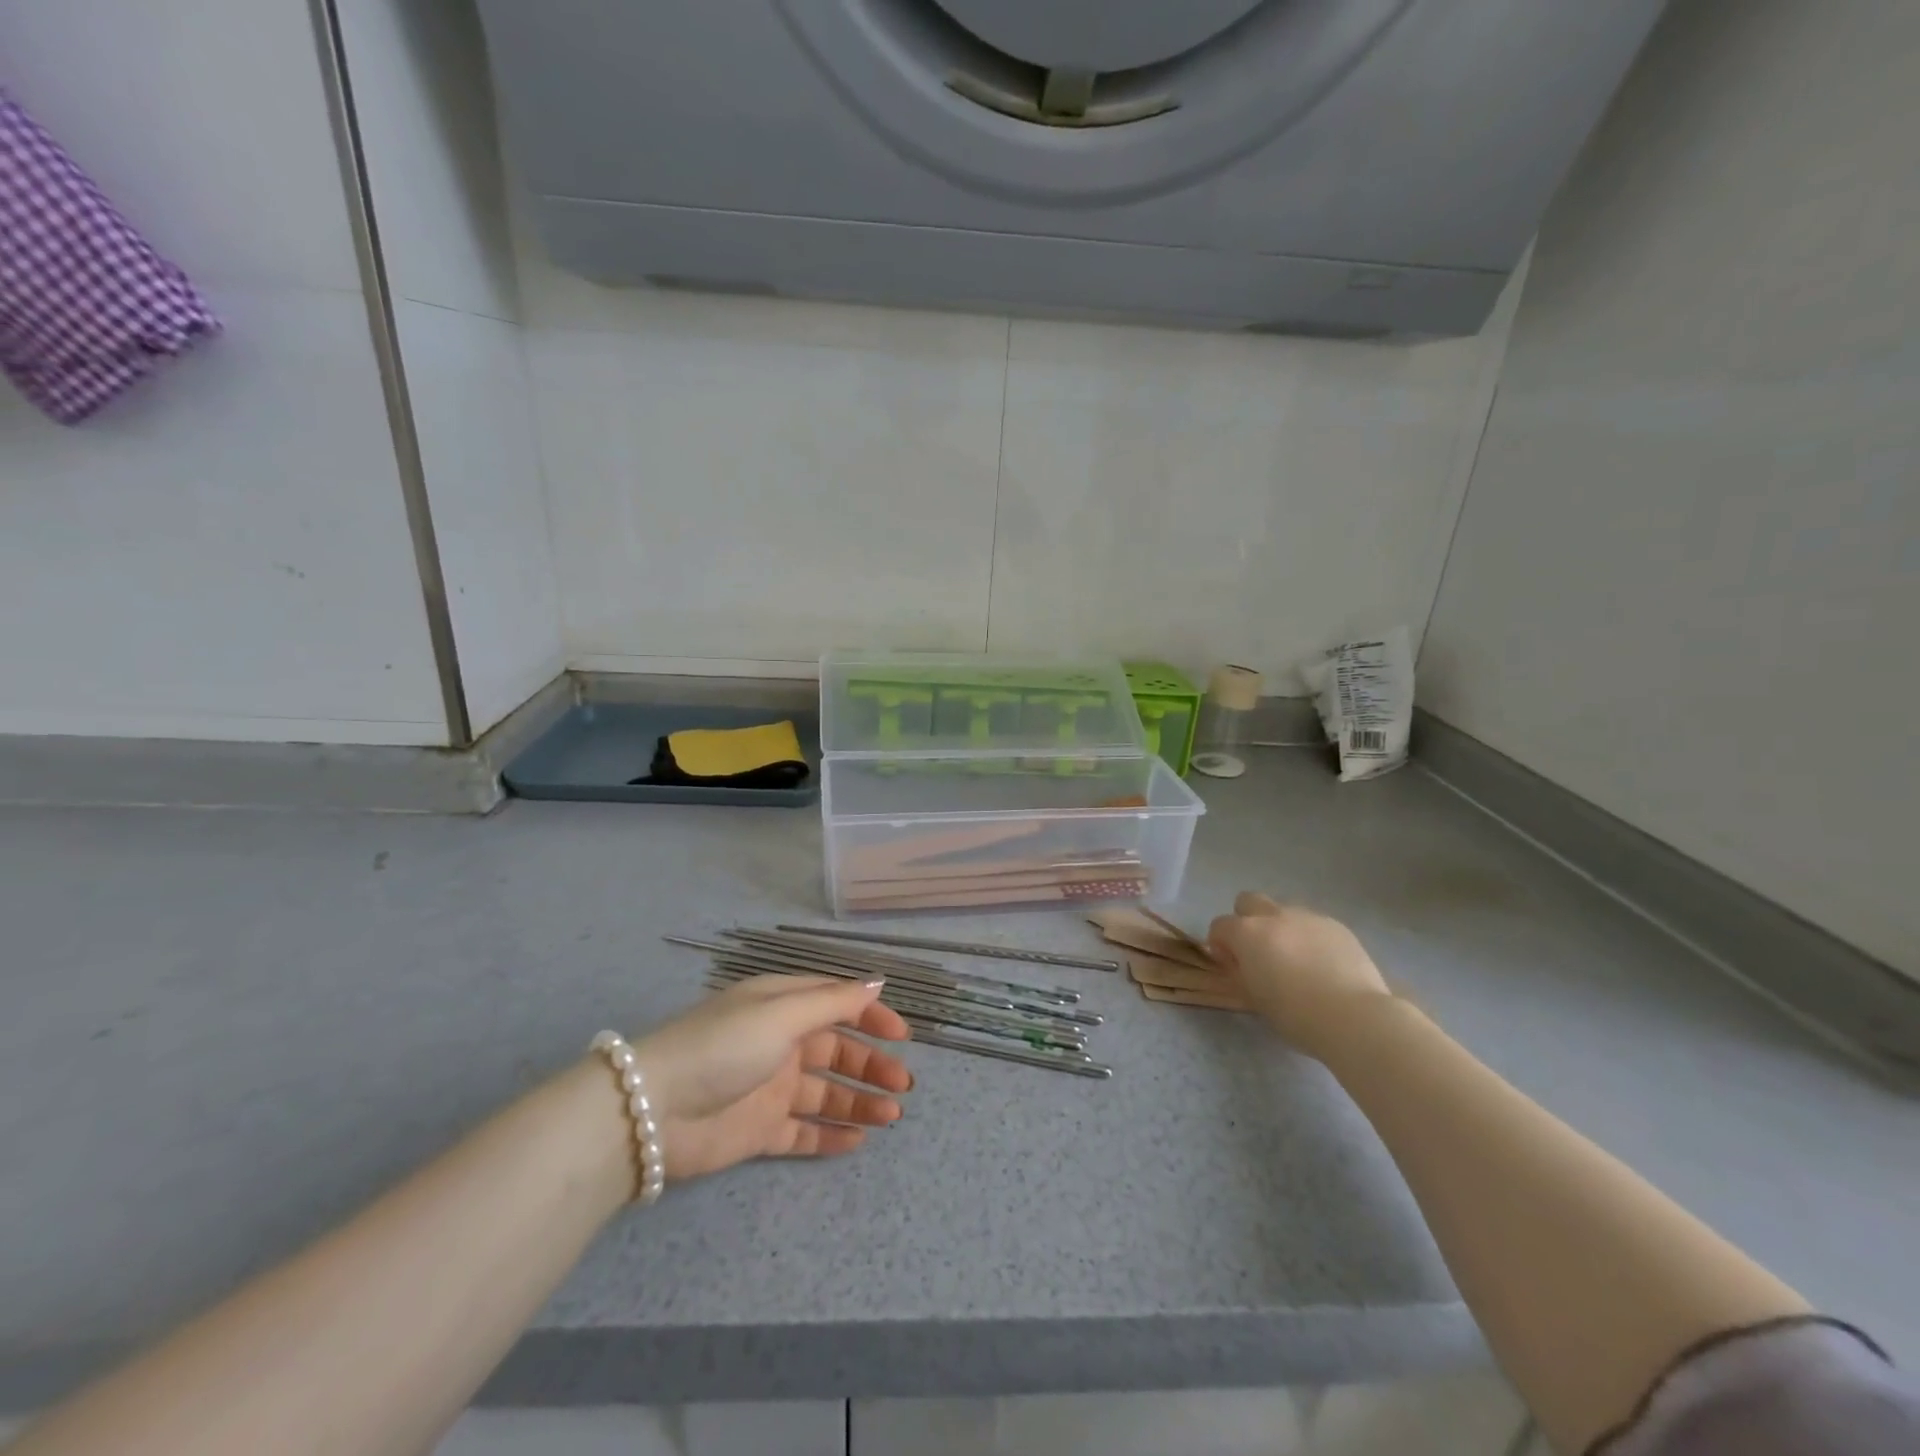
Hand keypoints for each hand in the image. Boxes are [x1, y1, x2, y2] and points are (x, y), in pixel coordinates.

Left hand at [632, 975, 911, 1180]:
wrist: (651, 1112)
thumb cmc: (723, 1047)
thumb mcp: (781, 1013)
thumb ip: (833, 1002)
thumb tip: (877, 984)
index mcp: (783, 1006)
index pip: (837, 1004)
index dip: (872, 1017)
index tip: (903, 1037)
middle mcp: (780, 1043)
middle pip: (837, 1051)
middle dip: (872, 1065)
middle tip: (903, 1086)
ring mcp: (770, 1088)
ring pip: (826, 1093)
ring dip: (859, 1102)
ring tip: (891, 1117)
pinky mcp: (759, 1130)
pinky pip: (803, 1132)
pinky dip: (830, 1136)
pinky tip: (858, 1142)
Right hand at [1208, 893, 1395, 1059]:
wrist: (1354, 1017)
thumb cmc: (1295, 1014)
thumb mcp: (1255, 998)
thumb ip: (1243, 972)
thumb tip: (1243, 964)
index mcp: (1247, 933)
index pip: (1219, 926)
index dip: (1220, 945)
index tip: (1232, 966)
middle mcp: (1274, 916)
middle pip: (1248, 901)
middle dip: (1246, 921)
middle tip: (1259, 952)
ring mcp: (1308, 917)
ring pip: (1284, 911)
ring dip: (1281, 928)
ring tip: (1297, 960)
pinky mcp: (1337, 926)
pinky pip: (1314, 924)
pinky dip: (1310, 938)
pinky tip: (1323, 965)